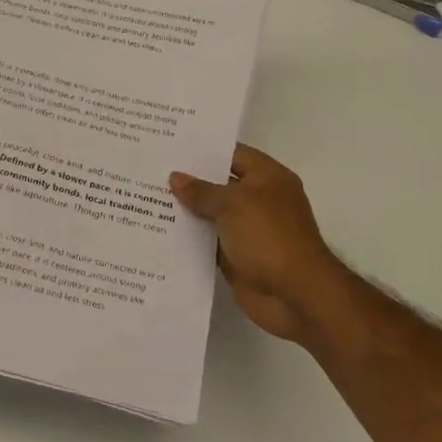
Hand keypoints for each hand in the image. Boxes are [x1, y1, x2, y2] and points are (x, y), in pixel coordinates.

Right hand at [170, 144, 349, 345]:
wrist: (295, 296)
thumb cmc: (269, 237)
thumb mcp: (233, 204)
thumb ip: (202, 191)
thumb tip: (175, 177)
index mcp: (267, 178)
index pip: (232, 154)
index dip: (202, 150)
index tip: (169, 146)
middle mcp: (259, 200)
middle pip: (219, 184)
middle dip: (189, 180)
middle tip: (150, 169)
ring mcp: (248, 230)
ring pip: (211, 214)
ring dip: (185, 210)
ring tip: (146, 197)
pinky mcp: (237, 257)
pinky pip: (209, 242)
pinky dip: (189, 239)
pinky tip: (159, 231)